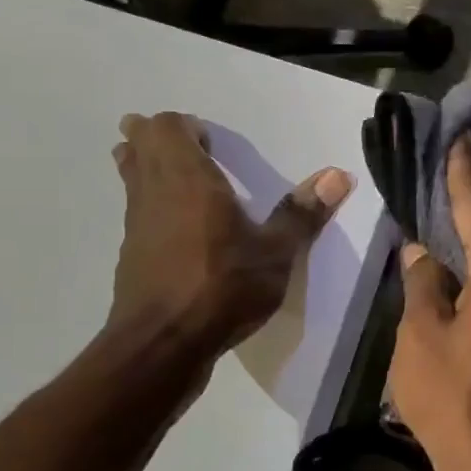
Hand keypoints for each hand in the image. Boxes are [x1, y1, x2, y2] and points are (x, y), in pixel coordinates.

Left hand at [109, 112, 352, 349]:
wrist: (163, 344)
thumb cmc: (223, 287)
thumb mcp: (276, 252)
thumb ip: (302, 212)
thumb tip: (339, 174)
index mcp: (188, 179)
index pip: (166, 127)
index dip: (185, 126)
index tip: (212, 141)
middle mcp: (154, 192)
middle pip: (138, 145)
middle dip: (156, 138)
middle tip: (191, 147)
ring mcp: (136, 224)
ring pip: (131, 177)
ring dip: (147, 168)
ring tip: (182, 179)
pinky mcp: (131, 254)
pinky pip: (136, 211)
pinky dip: (150, 204)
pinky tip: (180, 229)